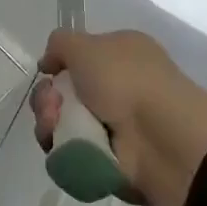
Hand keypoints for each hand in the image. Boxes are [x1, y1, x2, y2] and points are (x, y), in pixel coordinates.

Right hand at [32, 29, 206, 205]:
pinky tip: (64, 145)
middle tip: (51, 105)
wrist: (159, 137)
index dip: (59, 66)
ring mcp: (114, 127)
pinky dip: (62, 150)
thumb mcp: (85, 44)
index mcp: (122, 54)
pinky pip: (72, 154)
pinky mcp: (108, 161)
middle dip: (47, 98)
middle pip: (64, 93)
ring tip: (54, 126)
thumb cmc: (125, 79)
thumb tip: (49, 63)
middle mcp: (119, 88)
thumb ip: (60, 44)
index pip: (80, 58)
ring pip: (63, 123)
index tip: (47, 72)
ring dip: (50, 123)